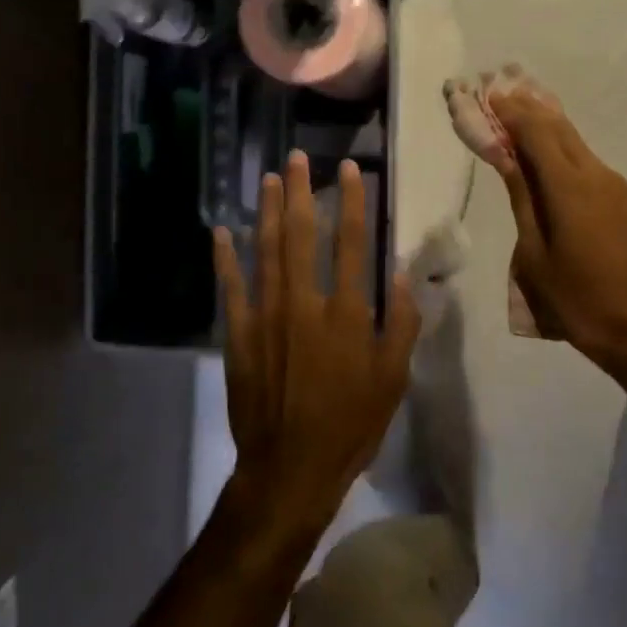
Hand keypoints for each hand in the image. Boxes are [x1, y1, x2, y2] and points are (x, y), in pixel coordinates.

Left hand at [214, 151, 420, 542]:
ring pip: (265, 250)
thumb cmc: (351, 424)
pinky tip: (222, 230)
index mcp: (347, 313)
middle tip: (296, 158)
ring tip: (268, 179)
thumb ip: (402, 322)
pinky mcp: (238, 334)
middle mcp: (304, 303)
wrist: (290, 468)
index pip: (353, 243)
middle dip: (300, 191)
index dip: (353, 201)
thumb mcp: (393, 378)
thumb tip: (404, 274)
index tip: (350, 168)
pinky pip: (230, 287)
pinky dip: (225, 257)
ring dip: (267, 210)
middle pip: (302, 234)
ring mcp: (266, 316)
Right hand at [489, 90, 626, 370]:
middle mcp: (598, 175)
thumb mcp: (537, 257)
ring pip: (577, 144)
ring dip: (548, 127)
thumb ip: (523, 201)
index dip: (511, 111)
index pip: (536, 132)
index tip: (489, 94)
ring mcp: (618, 188)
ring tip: (521, 117)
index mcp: (570, 186)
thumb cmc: (581, 301)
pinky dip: (565, 150)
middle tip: (503, 94)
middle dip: (529, 109)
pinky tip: (551, 157)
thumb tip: (508, 159)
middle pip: (560, 129)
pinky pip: (590, 163)